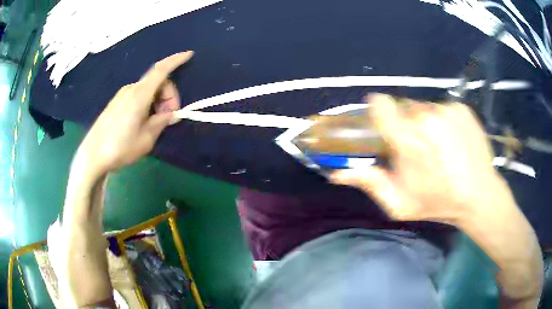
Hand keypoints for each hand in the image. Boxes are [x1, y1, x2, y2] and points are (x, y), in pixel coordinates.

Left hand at [75, 51, 193, 176]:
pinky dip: (147, 103)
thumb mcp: (146, 139)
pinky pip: (138, 95)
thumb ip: (161, 122)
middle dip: (168, 96)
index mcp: (140, 95)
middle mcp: (131, 89)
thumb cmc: (120, 148)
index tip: (189, 55)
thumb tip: (170, 114)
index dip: (176, 60)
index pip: (161, 70)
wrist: (93, 155)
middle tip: (169, 118)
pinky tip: (143, 121)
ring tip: (155, 123)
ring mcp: (122, 95)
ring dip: (158, 101)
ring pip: (148, 89)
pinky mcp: (117, 102)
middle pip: (157, 82)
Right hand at [330, 94, 510, 224]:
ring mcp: (448, 110)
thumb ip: (369, 183)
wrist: (479, 196)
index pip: (381, 104)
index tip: (385, 124)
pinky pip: (444, 108)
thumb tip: (336, 174)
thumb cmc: (438, 202)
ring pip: (425, 108)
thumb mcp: (400, 203)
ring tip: (439, 146)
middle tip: (417, 146)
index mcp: (409, 141)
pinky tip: (454, 141)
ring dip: (426, 123)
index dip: (379, 111)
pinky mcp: (463, 108)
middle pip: (404, 108)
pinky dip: (444, 121)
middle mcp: (427, 117)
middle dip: (405, 123)